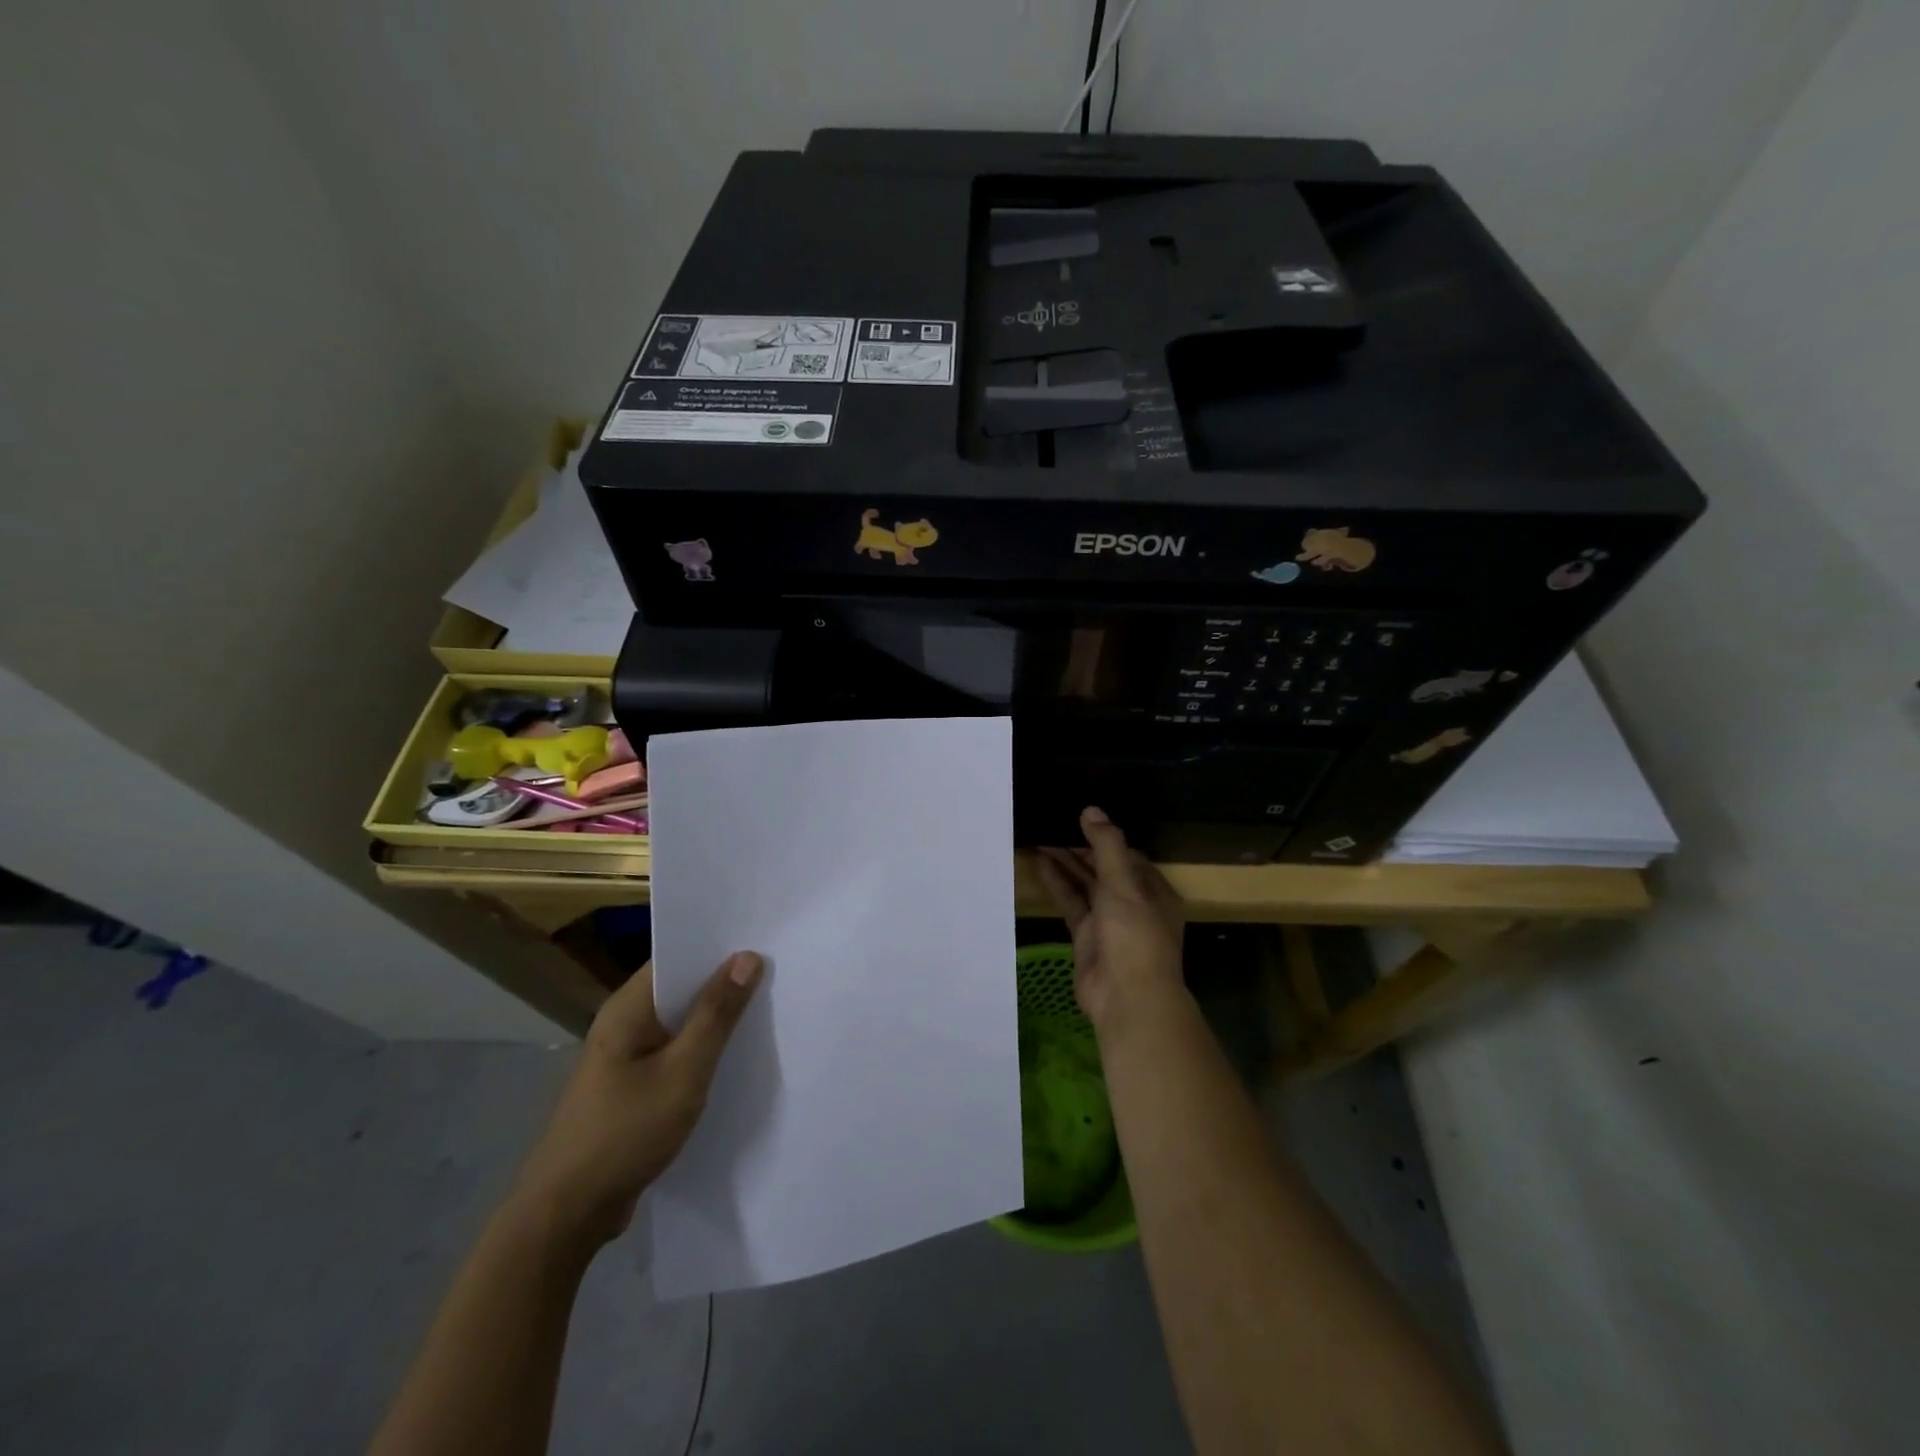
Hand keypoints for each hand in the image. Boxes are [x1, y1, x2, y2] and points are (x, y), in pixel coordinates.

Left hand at [509, 952, 762, 1247]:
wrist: (567, 1215)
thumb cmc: (625, 1132)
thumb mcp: (683, 1072)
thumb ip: (716, 1015)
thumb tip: (747, 957)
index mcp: (628, 1007)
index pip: (677, 956)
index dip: (718, 946)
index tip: (764, 939)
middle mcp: (624, 1022)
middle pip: (681, 987)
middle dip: (725, 981)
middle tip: (778, 971)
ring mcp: (626, 1056)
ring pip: (680, 1022)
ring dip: (716, 1018)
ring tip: (768, 1007)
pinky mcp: (632, 1086)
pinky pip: (675, 1051)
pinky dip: (703, 1048)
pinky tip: (736, 1056)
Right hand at [1037, 807, 1185, 1033]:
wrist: (1126, 997)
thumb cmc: (1134, 935)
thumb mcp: (1124, 884)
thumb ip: (1107, 846)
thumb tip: (1091, 810)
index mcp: (1153, 891)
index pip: (1128, 855)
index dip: (1105, 837)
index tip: (1079, 818)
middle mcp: (1133, 904)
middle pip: (1104, 869)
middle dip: (1081, 848)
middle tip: (1053, 824)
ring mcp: (1109, 921)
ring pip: (1085, 885)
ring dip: (1066, 863)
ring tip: (1041, 837)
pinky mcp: (1086, 936)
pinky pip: (1071, 903)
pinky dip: (1057, 884)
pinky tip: (1039, 863)